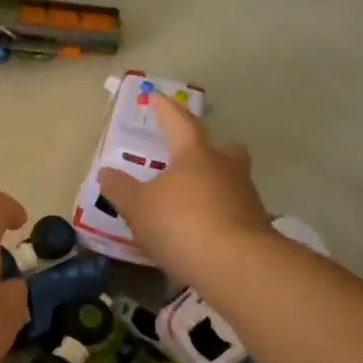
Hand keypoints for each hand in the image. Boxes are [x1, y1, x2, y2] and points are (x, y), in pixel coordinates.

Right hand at [97, 96, 272, 280]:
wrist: (237, 265)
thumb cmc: (181, 224)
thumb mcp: (137, 207)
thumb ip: (119, 188)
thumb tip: (106, 172)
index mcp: (195, 155)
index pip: (179, 122)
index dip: (165, 109)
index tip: (156, 97)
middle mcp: (226, 169)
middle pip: (224, 150)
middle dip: (210, 151)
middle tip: (193, 159)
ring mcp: (246, 198)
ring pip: (230, 182)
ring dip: (213, 187)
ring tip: (189, 205)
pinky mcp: (256, 228)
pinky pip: (233, 213)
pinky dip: (218, 218)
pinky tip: (202, 234)